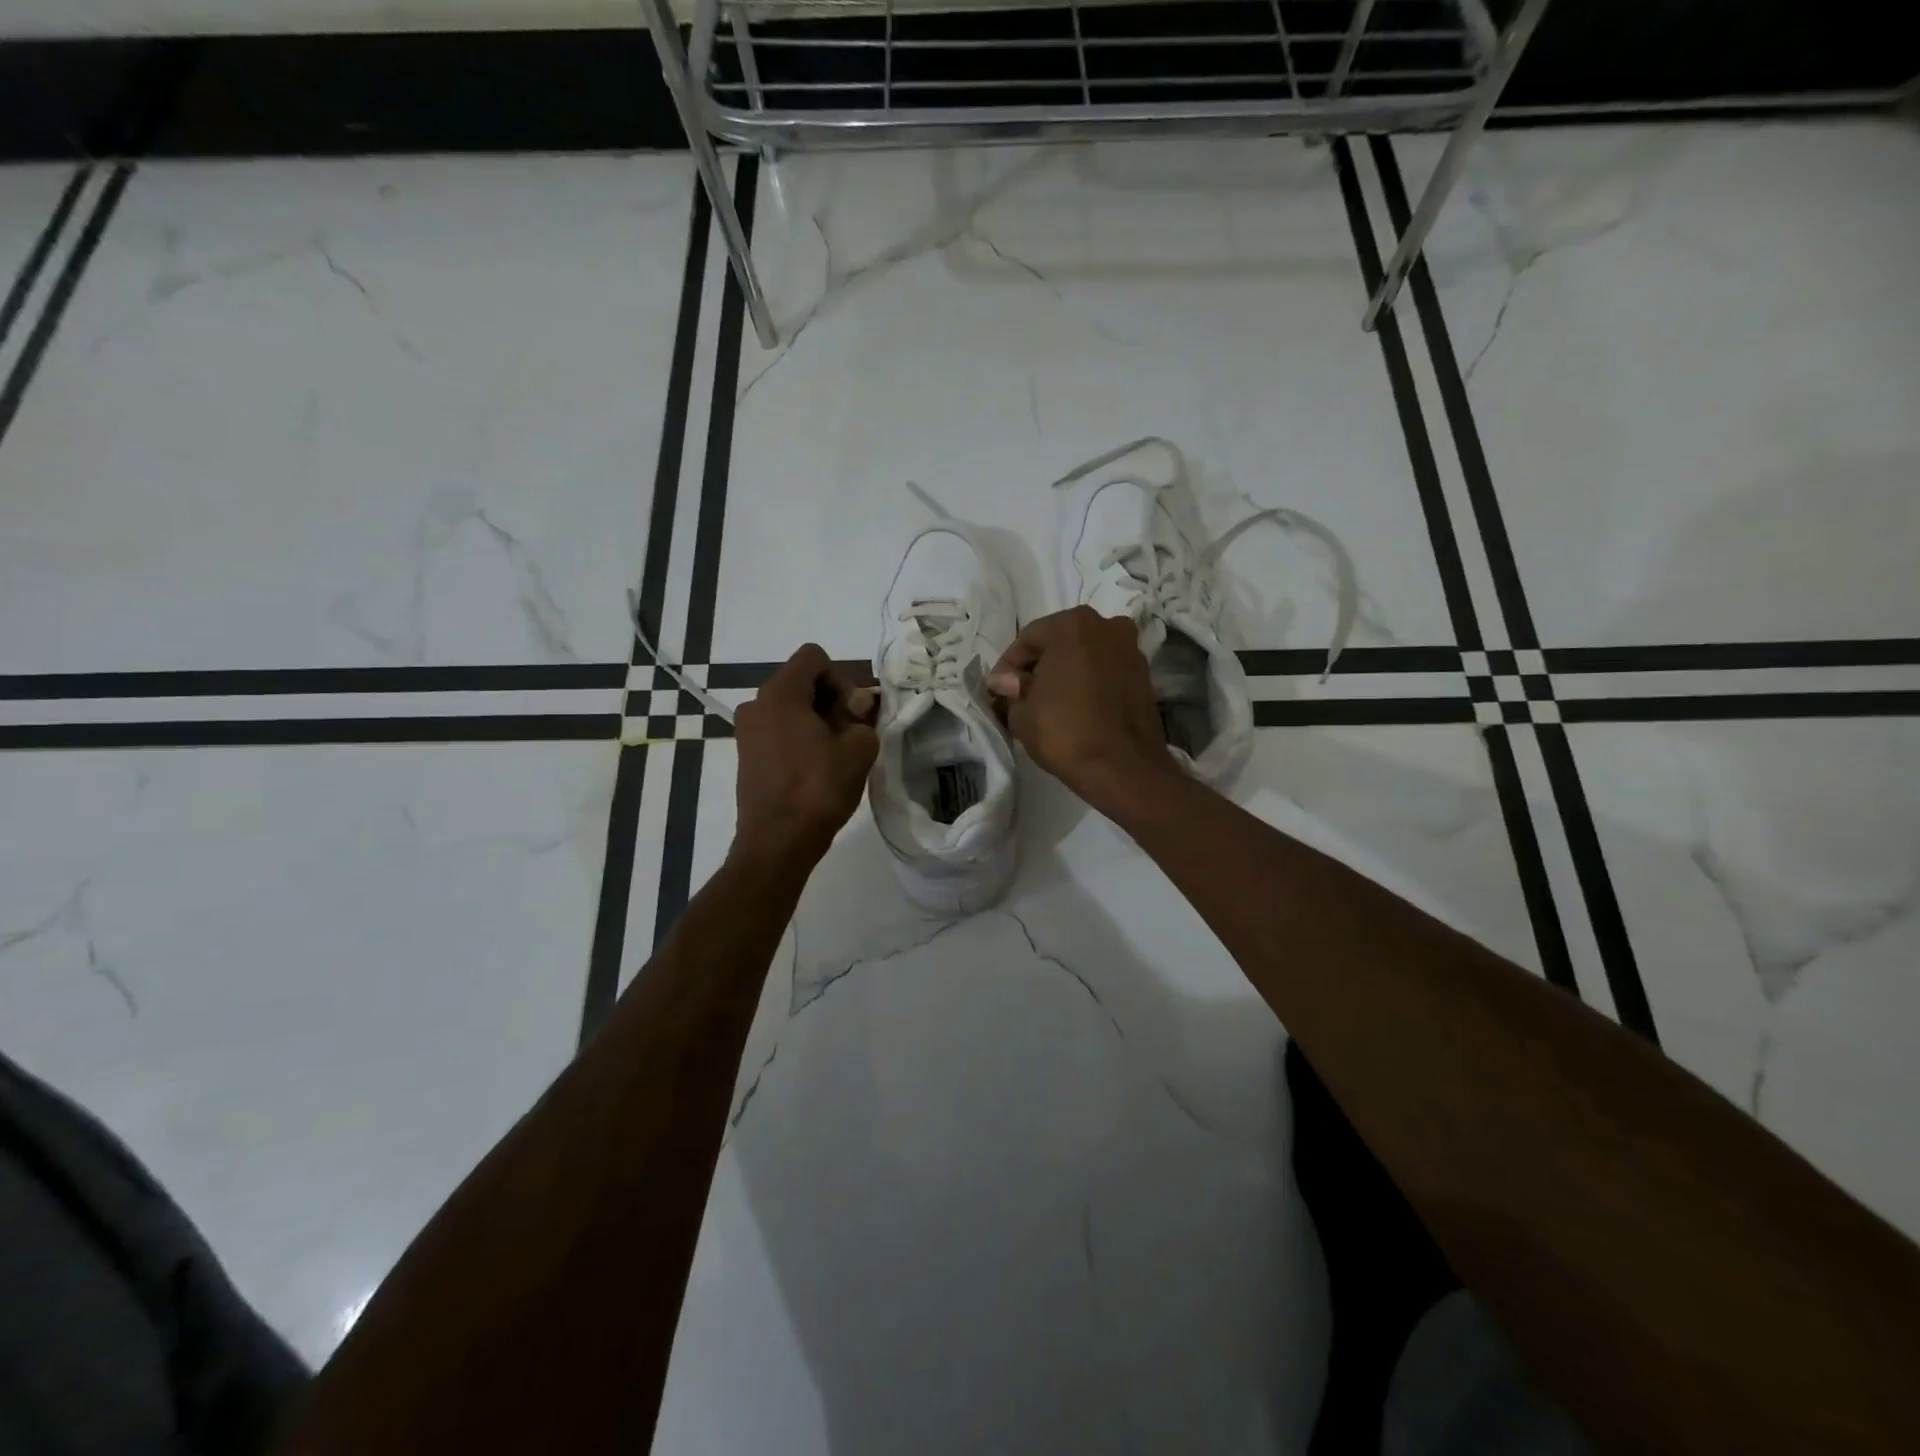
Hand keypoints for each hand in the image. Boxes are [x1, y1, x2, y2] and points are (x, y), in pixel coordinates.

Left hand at [732, 644, 878, 865]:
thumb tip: (857, 706)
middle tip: (851, 734)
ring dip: (817, 720)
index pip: (814, 657)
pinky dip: (800, 738)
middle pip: (801, 681)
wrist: (778, 842)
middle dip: (831, 699)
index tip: (852, 713)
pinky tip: (816, 767)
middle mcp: (756, 703)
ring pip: (791, 707)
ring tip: (836, 754)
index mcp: (780, 692)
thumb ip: (862, 717)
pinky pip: (779, 730)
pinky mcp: (746, 754)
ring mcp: (746, 730)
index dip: (841, 677)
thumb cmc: (819, 789)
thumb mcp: (858, 749)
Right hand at [987, 606, 1173, 811]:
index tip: (998, 691)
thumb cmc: (1065, 732)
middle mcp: (1106, 626)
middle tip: (1020, 696)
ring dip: (1065, 674)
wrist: (1122, 767)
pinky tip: (1075, 707)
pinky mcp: (1144, 675)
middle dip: (1038, 667)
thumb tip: (1007, 683)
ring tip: (1048, 703)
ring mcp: (1130, 649)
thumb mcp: (1021, 714)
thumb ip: (1011, 691)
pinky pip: (1105, 672)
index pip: (1027, 639)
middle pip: (1059, 642)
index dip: (1008, 667)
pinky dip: (1088, 683)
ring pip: (1085, 656)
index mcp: (1073, 625)